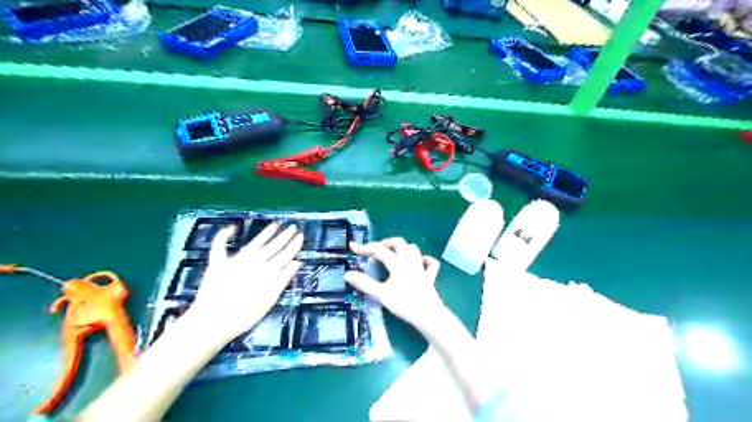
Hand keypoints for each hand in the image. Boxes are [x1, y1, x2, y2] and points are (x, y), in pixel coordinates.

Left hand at [185, 222, 300, 343]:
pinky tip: (232, 227)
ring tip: (275, 225)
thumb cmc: (246, 316)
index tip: (301, 236)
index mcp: (268, 271)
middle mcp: (255, 261)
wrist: (213, 321)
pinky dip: (224, 235)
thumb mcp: (270, 299)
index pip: (285, 254)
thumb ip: (284, 279)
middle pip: (273, 246)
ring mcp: (237, 260)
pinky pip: (220, 245)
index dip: (294, 245)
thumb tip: (297, 262)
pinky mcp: (218, 263)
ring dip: (266, 233)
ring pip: (255, 243)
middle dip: (284, 236)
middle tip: (293, 227)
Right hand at [347, 237, 445, 332]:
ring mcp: (421, 268)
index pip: (378, 250)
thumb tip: (347, 274)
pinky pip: (430, 263)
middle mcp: (410, 261)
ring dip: (403, 248)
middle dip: (386, 242)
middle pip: (399, 243)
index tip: (352, 247)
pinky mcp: (430, 277)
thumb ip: (365, 283)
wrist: (428, 315)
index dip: (364, 247)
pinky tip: (420, 263)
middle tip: (376, 248)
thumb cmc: (404, 304)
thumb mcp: (381, 294)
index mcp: (397, 263)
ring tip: (394, 254)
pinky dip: (425, 260)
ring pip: (414, 249)